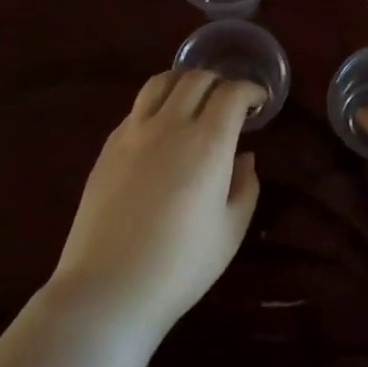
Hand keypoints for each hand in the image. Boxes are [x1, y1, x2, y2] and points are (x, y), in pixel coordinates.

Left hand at [52, 70, 264, 337]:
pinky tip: (162, 128)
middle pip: (196, 78)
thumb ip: (245, 185)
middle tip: (230, 102)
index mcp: (207, 142)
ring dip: (184, 82)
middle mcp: (169, 125)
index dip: (250, 91)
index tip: (259, 103)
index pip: (231, 93)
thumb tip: (244, 156)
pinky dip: (158, 103)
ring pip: (160, 82)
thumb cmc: (181, 265)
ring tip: (195, 99)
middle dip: (220, 82)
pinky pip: (137, 107)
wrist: (109, 287)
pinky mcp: (108, 146)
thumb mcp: (231, 230)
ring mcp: (132, 132)